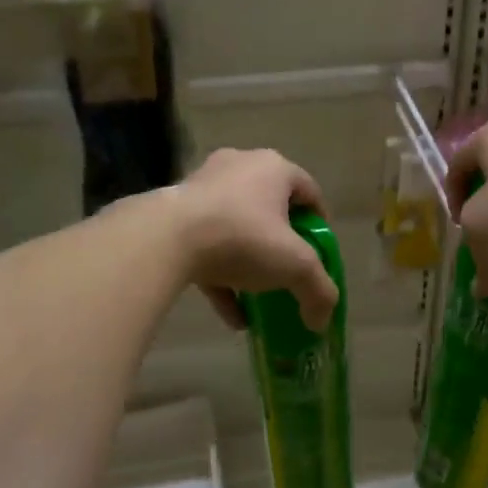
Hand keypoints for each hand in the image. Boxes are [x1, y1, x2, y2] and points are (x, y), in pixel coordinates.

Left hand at [173, 149, 338, 332]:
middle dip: (282, 243)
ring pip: (236, 227)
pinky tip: (232, 316)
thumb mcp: (295, 266)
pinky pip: (206, 245)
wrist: (164, 239)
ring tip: (259, 298)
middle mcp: (239, 167)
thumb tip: (323, 320)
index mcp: (274, 167)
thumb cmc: (242, 238)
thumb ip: (318, 290)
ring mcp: (202, 188)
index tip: (320, 255)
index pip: (309, 192)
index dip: (319, 225)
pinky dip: (221, 276)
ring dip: (250, 264)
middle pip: (271, 208)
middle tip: (289, 271)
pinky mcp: (174, 213)